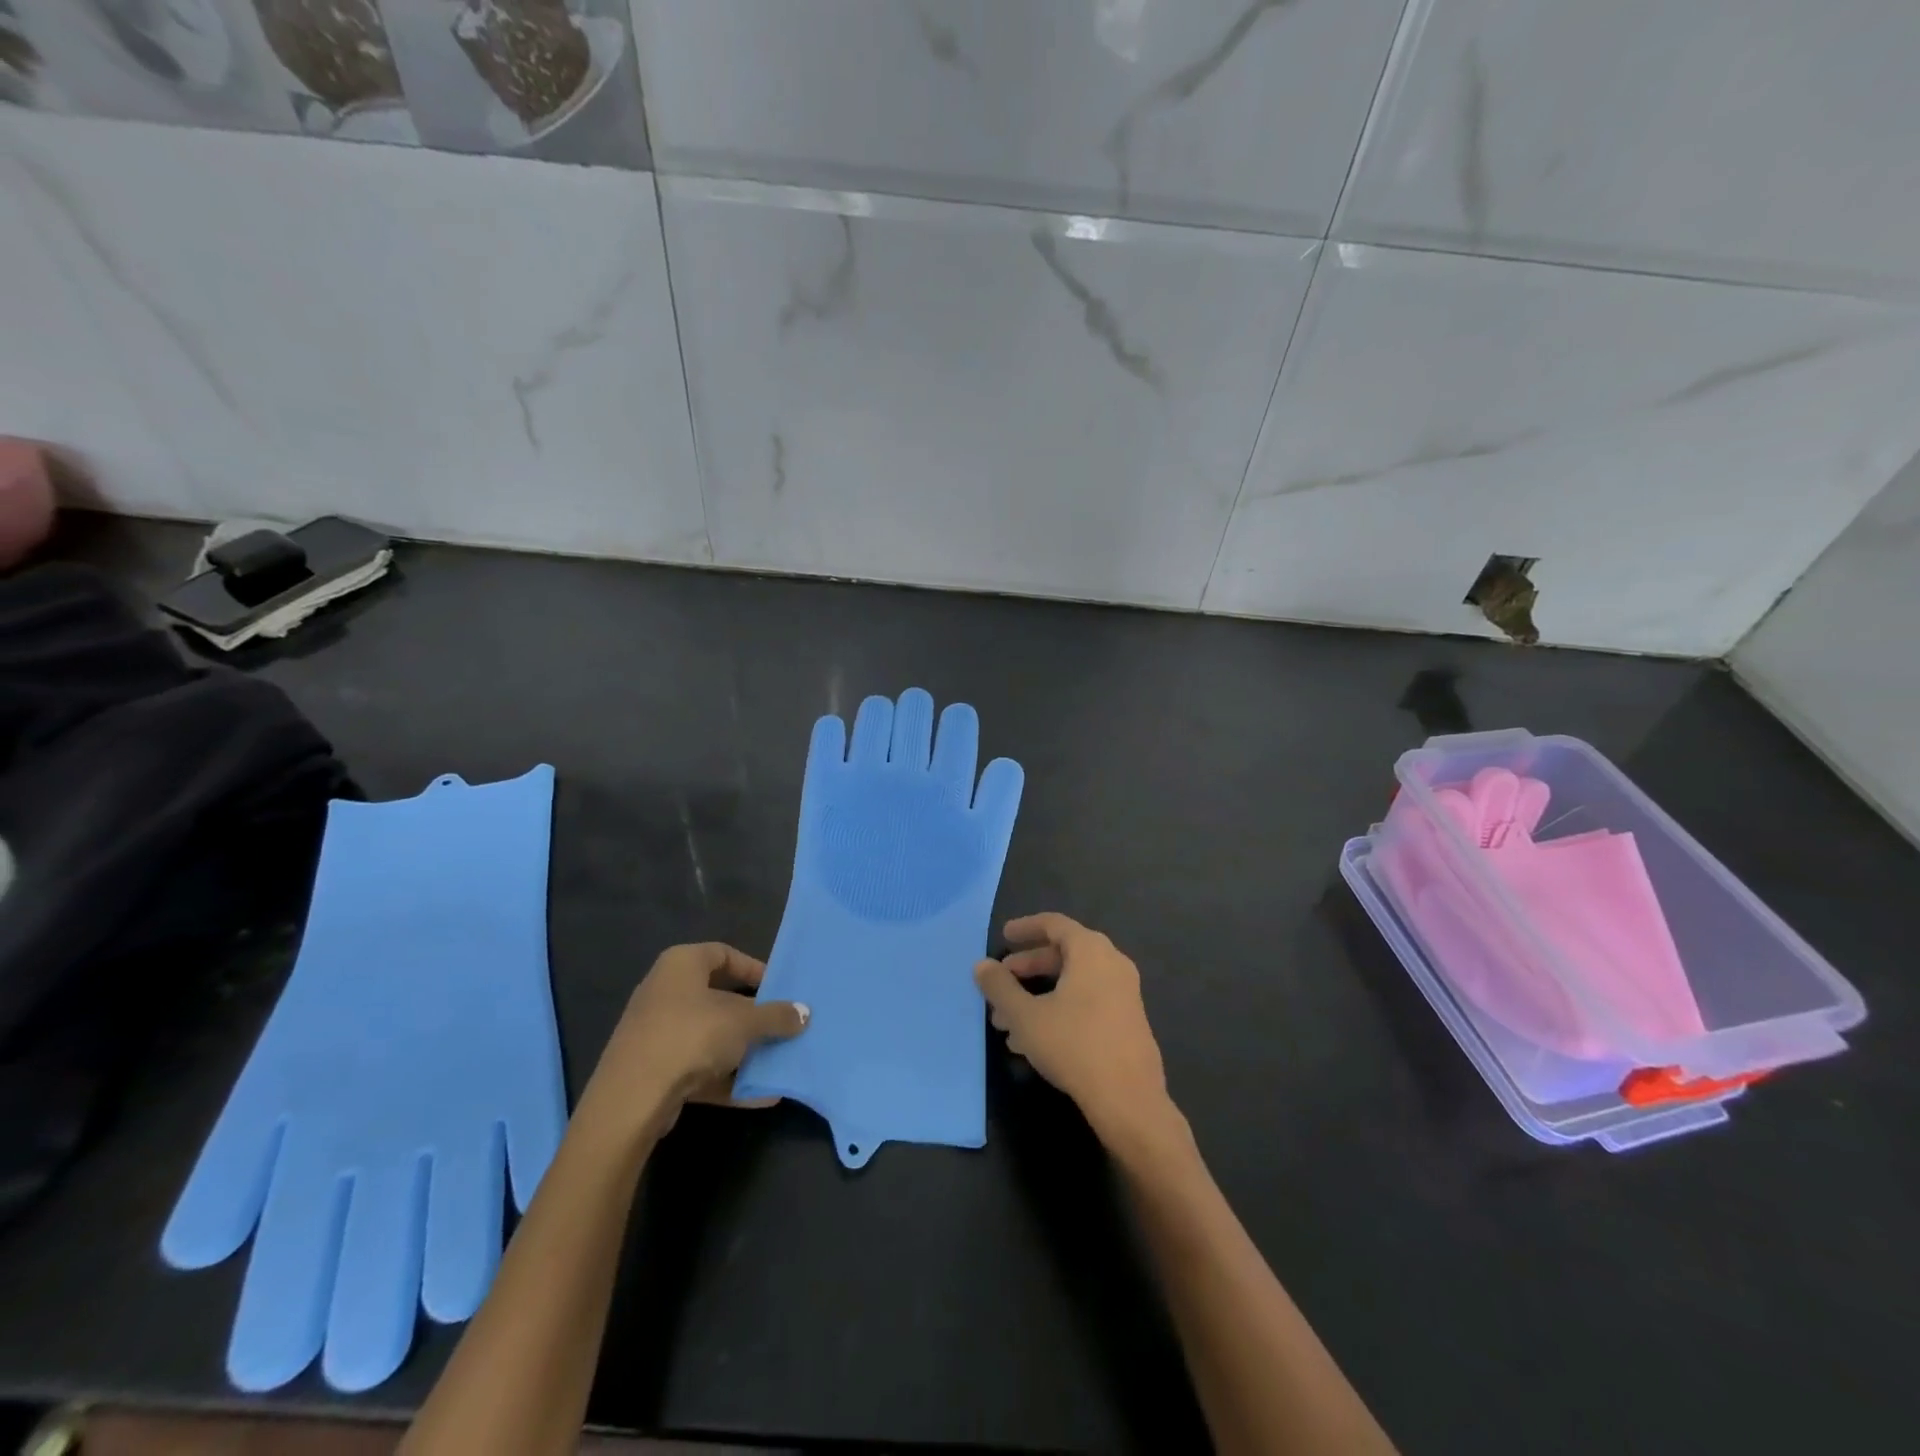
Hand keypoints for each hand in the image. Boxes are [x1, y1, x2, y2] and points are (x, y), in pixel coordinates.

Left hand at [580, 943, 808, 1145]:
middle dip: (752, 1014)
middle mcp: (664, 991)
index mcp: (681, 964)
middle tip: (780, 1024)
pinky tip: (759, 1094)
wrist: (631, 1100)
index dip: (753, 969)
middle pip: (717, 997)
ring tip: (775, 1060)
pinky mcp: (653, 1070)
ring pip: (709, 1035)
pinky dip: (727, 1078)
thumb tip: (804, 1013)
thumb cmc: (691, 1036)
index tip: (778, 989)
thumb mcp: (744, 1022)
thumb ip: (776, 1016)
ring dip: (742, 1049)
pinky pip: (698, 1067)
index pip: (723, 953)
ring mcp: (655, 1032)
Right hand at [975, 913, 1174, 1148]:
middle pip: (1063, 955)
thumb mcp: (1026, 1016)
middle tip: (1000, 983)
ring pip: (1072, 983)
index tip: (1004, 936)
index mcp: (1091, 951)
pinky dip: (1058, 1010)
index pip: (1054, 924)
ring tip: (1006, 1023)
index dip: (1026, 928)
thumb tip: (981, 965)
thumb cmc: (1074, 1045)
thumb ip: (1000, 987)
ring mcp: (1124, 994)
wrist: (1129, 1099)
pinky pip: (1087, 1002)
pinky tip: (1031, 1042)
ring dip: (1038, 995)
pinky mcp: (1127, 1021)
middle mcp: (1112, 964)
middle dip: (1027, 969)